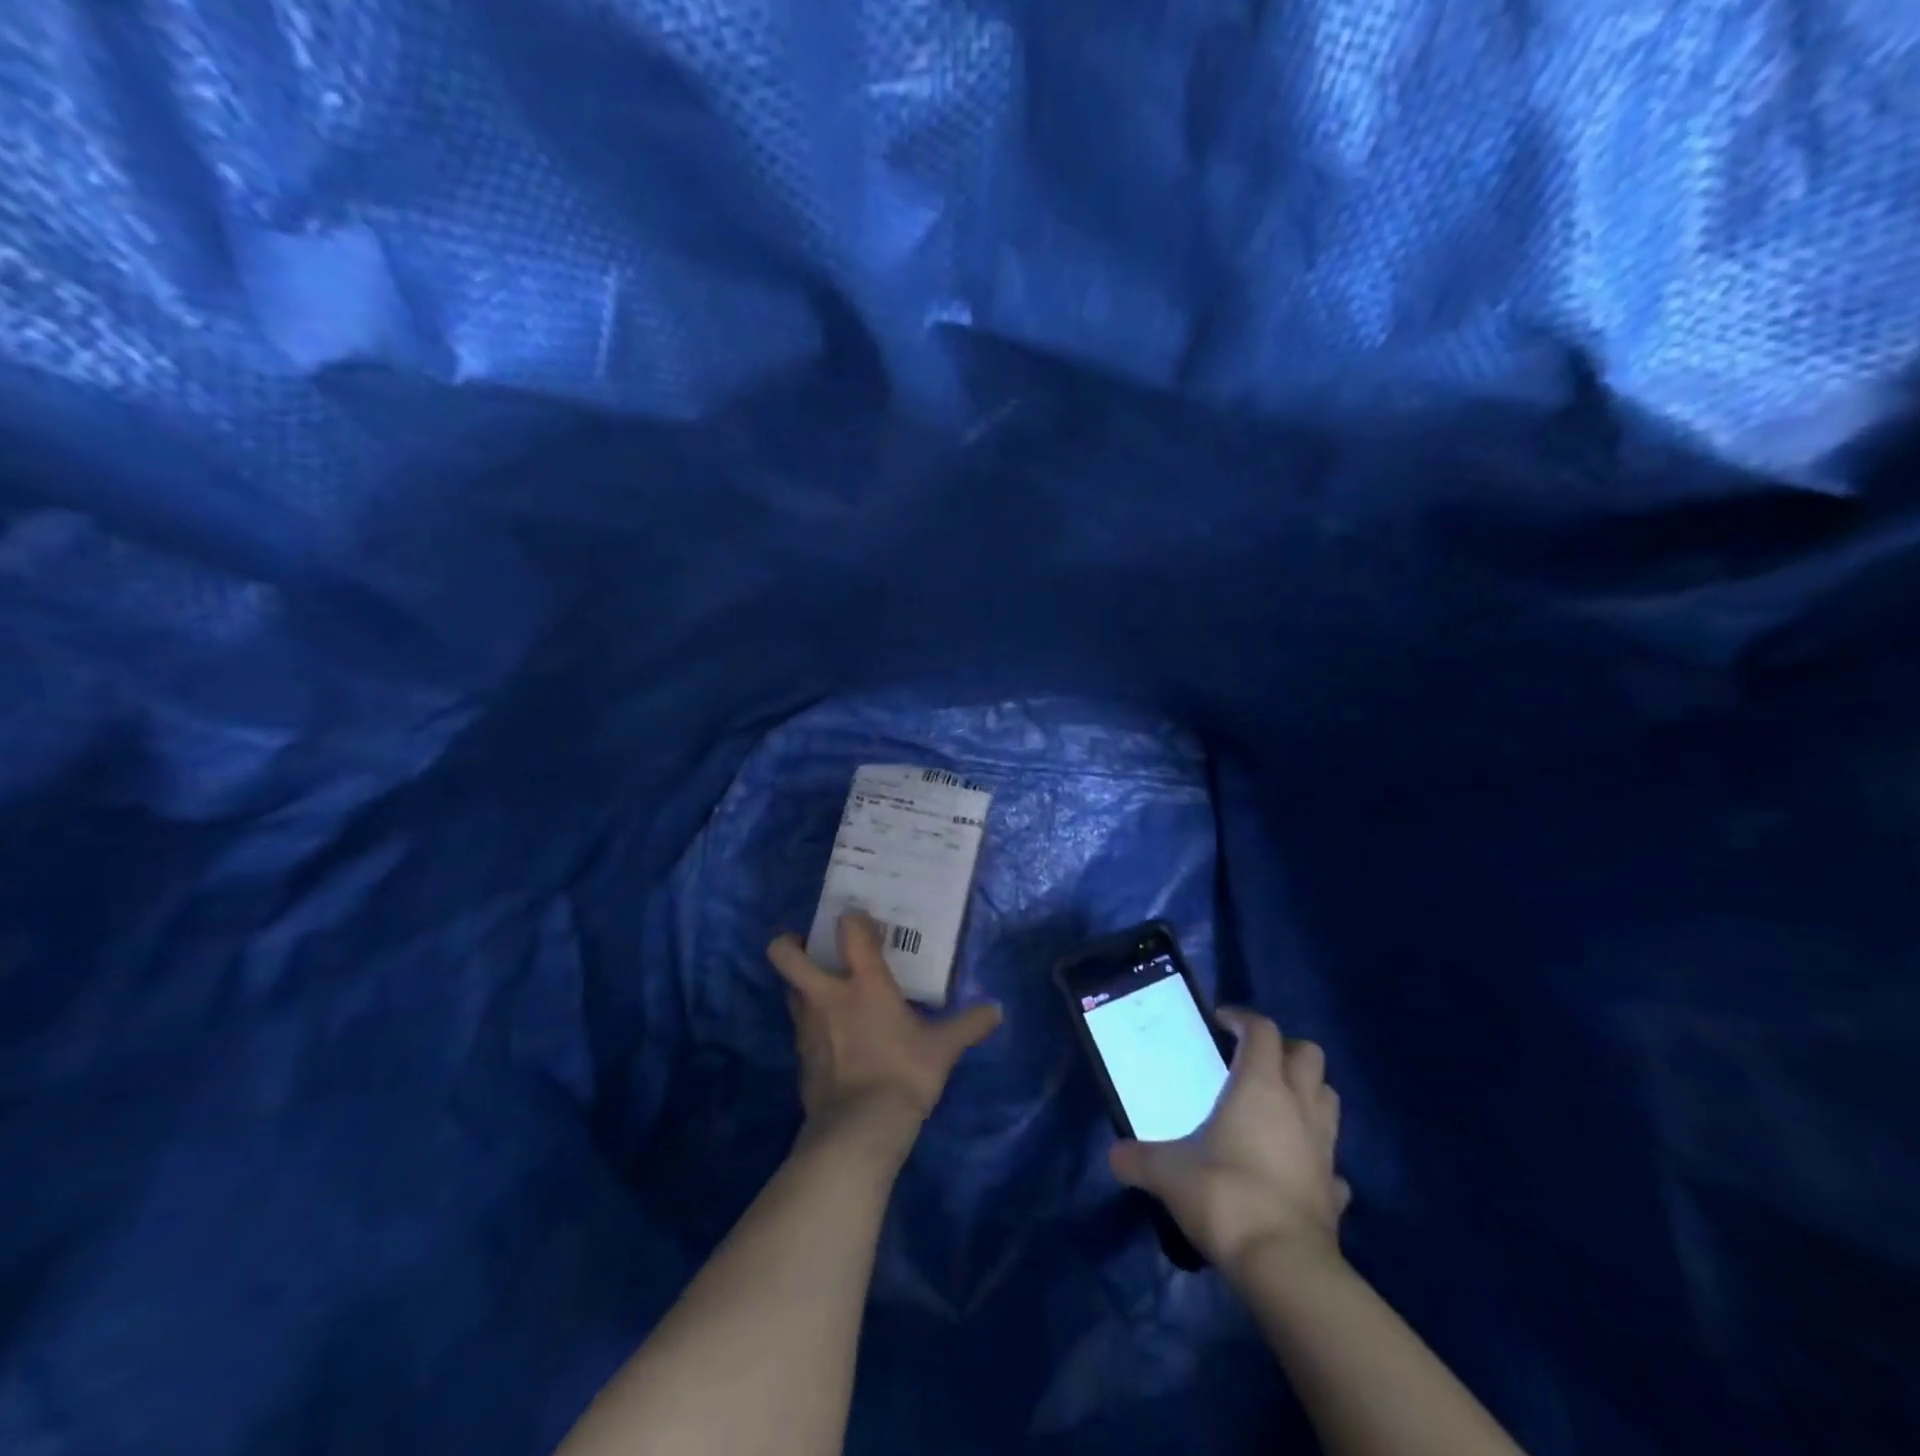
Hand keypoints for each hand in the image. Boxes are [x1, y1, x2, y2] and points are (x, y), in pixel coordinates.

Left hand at [768, 913, 1002, 1150]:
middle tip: (813, 947)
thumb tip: (997, 1010)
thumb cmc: (904, 1074)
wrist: (860, 1130)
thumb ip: (969, 1025)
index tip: (864, 924)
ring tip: (827, 991)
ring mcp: (807, 1026)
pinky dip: (811, 1024)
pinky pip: (799, 1028)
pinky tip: (833, 1036)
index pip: (849, 930)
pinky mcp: (800, 1058)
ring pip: (789, 990)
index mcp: (864, 982)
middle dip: (789, 943)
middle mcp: (827, 995)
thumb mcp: (943, 1049)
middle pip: (785, 954)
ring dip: (802, 986)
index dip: (853, 919)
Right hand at [1109, 1008, 1348, 1277]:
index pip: (1262, 1030)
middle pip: (1309, 1054)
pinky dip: (1314, 1153)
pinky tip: (1291, 1166)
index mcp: (1260, 1086)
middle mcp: (1299, 1105)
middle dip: (1284, 1049)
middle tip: (1252, 1061)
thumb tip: (1114, 1156)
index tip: (1219, 1022)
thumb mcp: (1167, 1172)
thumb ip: (1138, 1158)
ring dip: (1306, 1092)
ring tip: (1274, 1105)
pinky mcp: (1335, 1187)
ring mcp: (1323, 1146)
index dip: (1242, 1019)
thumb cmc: (1224, 1195)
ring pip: (1328, 1098)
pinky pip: (1330, 1158)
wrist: (1283, 1265)